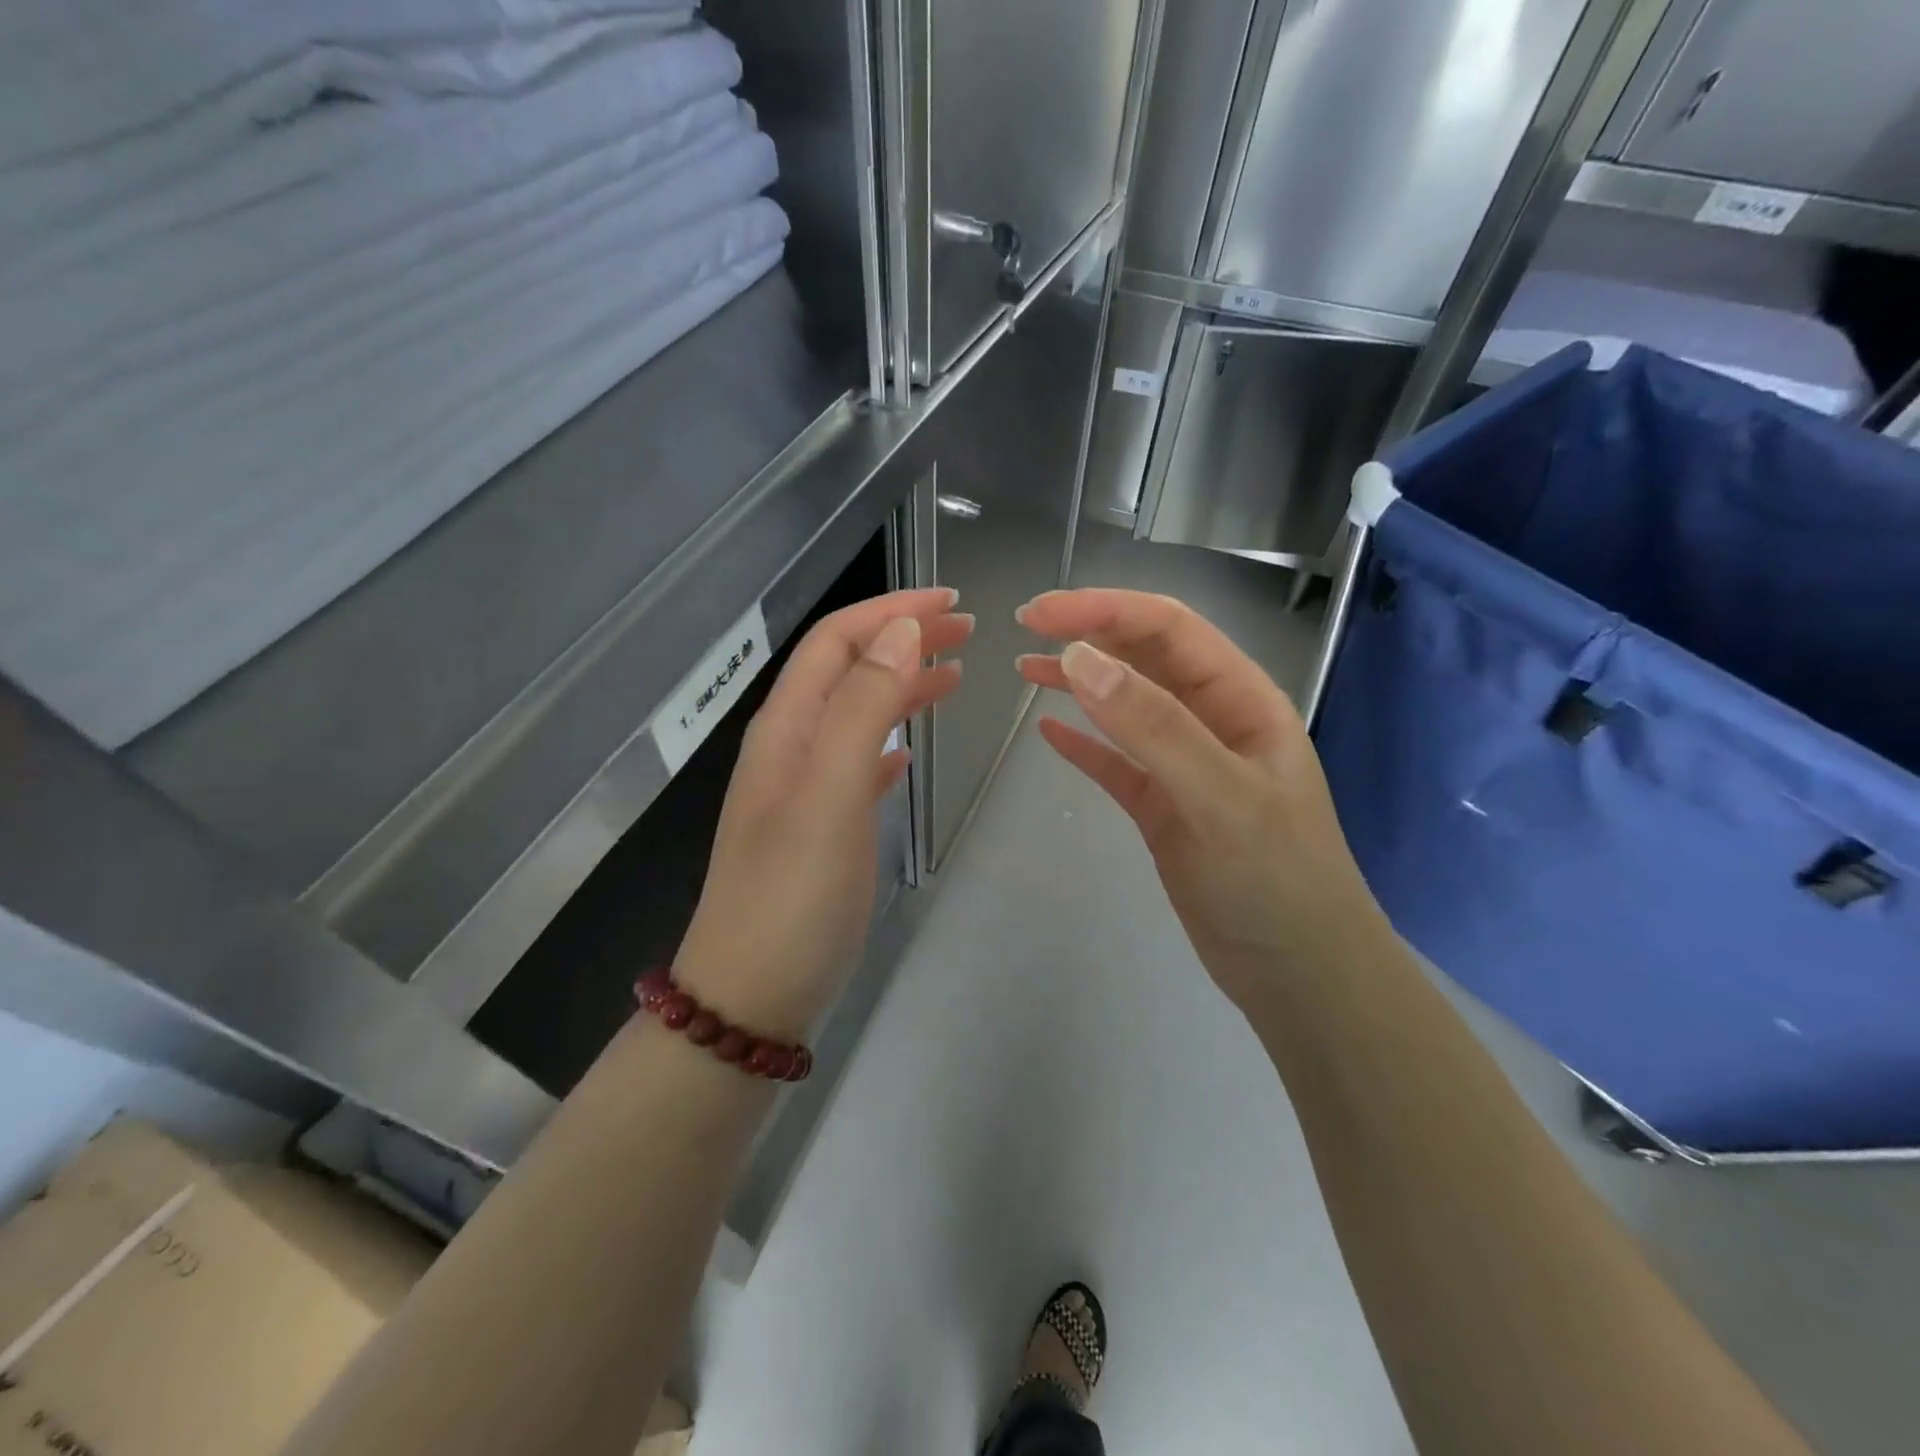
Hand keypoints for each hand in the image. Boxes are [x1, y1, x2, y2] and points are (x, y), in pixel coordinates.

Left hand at [675, 589, 970, 1038]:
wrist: (752, 994)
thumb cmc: (793, 893)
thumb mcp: (828, 791)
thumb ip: (863, 707)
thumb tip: (900, 632)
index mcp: (787, 728)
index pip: (836, 642)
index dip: (890, 611)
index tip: (951, 602)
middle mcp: (791, 748)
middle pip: (848, 670)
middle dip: (902, 640)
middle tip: (966, 632)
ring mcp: (804, 790)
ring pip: (857, 715)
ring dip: (901, 686)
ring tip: (953, 676)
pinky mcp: (821, 829)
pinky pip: (858, 765)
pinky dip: (888, 743)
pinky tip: (910, 751)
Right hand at [1016, 589, 1390, 1008]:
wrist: (1299, 977)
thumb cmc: (1275, 880)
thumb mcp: (1219, 797)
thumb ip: (1153, 726)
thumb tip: (1081, 659)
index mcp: (1242, 700)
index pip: (1170, 629)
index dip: (1105, 610)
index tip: (1041, 614)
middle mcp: (1214, 722)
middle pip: (1145, 658)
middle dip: (1089, 634)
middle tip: (1025, 627)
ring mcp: (1187, 767)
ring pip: (1127, 707)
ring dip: (1080, 683)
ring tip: (1026, 669)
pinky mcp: (1164, 809)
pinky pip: (1117, 764)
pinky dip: (1085, 745)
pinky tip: (1049, 733)